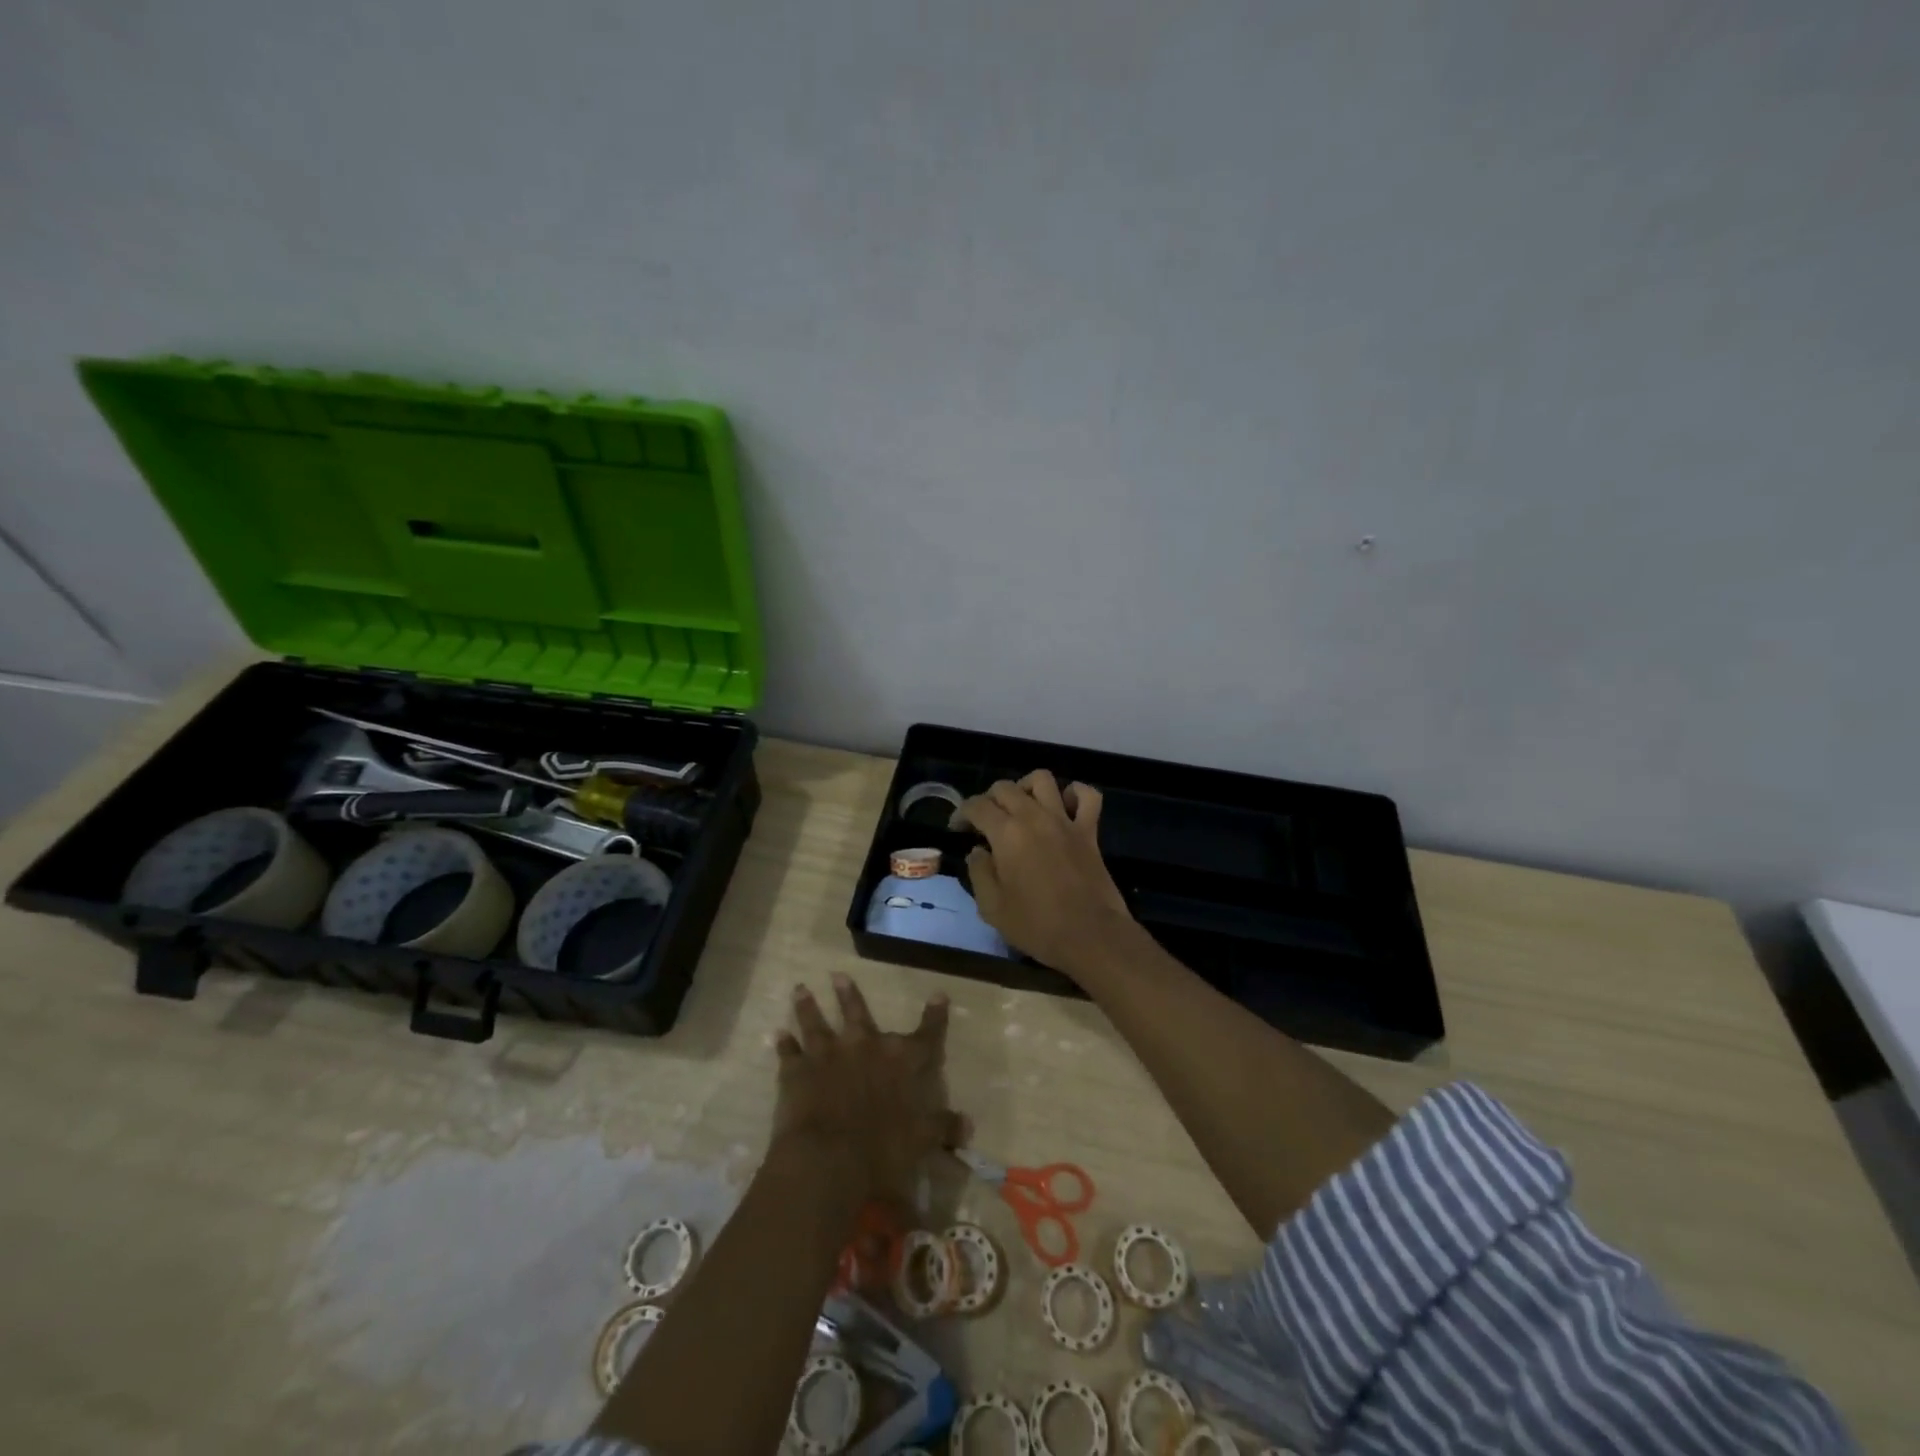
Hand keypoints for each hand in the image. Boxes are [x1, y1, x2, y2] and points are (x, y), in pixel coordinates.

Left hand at [774, 975, 963, 1199]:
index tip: (938, 994)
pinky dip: (783, 1044)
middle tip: (838, 975)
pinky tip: (777, 1035)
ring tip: (800, 989)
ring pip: (817, 1022)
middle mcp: (865, 1046)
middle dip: (849, 994)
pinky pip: (788, 1052)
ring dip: (808, 1006)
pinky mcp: (797, 1070)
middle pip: (858, 1013)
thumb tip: (967, 1125)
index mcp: (901, 1060)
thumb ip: (944, 1127)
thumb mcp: (923, 1141)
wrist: (829, 1158)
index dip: (935, 1015)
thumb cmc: (884, 1149)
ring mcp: (828, 1054)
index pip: (927, 1034)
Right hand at [958, 770, 1136, 976]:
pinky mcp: (1089, 831)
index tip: (957, 828)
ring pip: (1043, 779)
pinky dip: (1075, 793)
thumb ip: (979, 872)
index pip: (977, 806)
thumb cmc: (1036, 925)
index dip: (961, 813)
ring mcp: (1065, 821)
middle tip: (985, 822)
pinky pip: (1088, 796)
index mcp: (1007, 834)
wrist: (1091, 936)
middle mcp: (1034, 817)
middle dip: (989, 799)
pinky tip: (1064, 805)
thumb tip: (978, 852)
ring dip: (1026, 787)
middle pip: (1006, 787)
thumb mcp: (992, 907)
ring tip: (1020, 806)